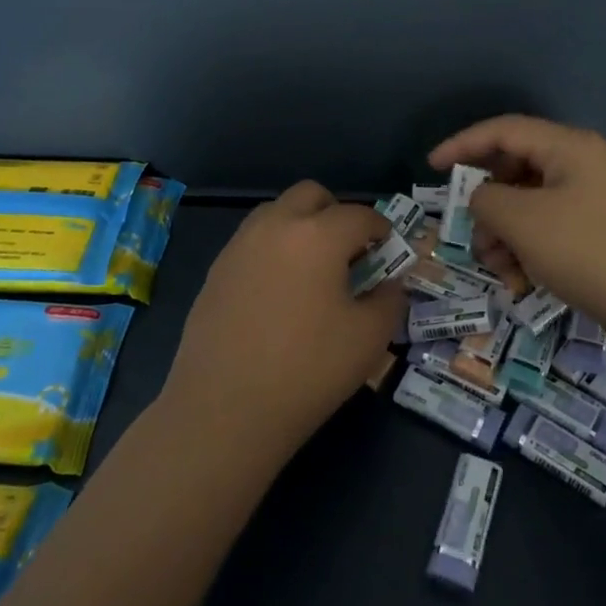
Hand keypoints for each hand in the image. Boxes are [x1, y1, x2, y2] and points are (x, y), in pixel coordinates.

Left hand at [157, 181, 405, 467]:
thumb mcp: (369, 338)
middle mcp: (276, 226)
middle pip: (311, 195)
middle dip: (336, 213)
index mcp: (318, 235)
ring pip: (277, 212)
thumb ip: (389, 299)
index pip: (360, 215)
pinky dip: (274, 249)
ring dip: (301, 226)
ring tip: (313, 270)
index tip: (389, 251)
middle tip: (349, 252)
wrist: (224, 410)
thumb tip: (390, 282)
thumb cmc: (308, 370)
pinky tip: (280, 292)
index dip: (381, 230)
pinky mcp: (216, 270)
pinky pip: (253, 240)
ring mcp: (240, 245)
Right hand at [429, 115, 605, 339]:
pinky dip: (529, 247)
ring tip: (498, 266)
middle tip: (472, 231)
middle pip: (516, 168)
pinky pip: (550, 227)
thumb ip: (486, 199)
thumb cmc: (587, 249)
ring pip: (530, 203)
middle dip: (487, 202)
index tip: (432, 167)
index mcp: (568, 146)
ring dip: (505, 231)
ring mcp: (594, 199)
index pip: (504, 130)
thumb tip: (482, 198)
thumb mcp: (523, 220)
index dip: (463, 144)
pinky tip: (521, 279)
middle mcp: (582, 164)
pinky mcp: (600, 231)